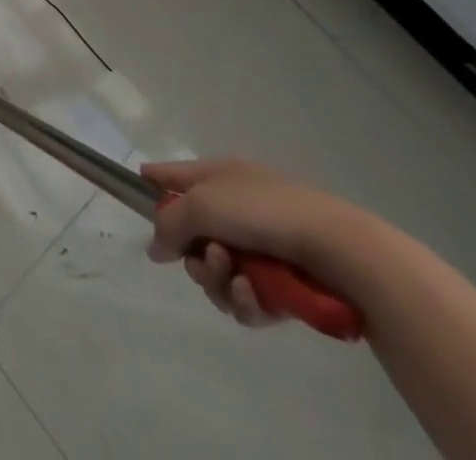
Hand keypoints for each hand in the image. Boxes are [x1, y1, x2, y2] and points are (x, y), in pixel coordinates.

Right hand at [144, 158, 377, 328]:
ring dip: (217, 279)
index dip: (154, 183)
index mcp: (218, 177)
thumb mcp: (202, 205)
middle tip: (206, 259)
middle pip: (192, 236)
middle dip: (192, 254)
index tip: (137, 193)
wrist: (338, 250)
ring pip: (215, 272)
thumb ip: (169, 223)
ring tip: (235, 279)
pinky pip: (245, 298)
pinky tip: (253, 296)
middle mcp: (235, 208)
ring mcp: (259, 248)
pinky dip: (244, 300)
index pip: (174, 174)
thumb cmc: (263, 211)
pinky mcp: (280, 286)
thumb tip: (155, 247)